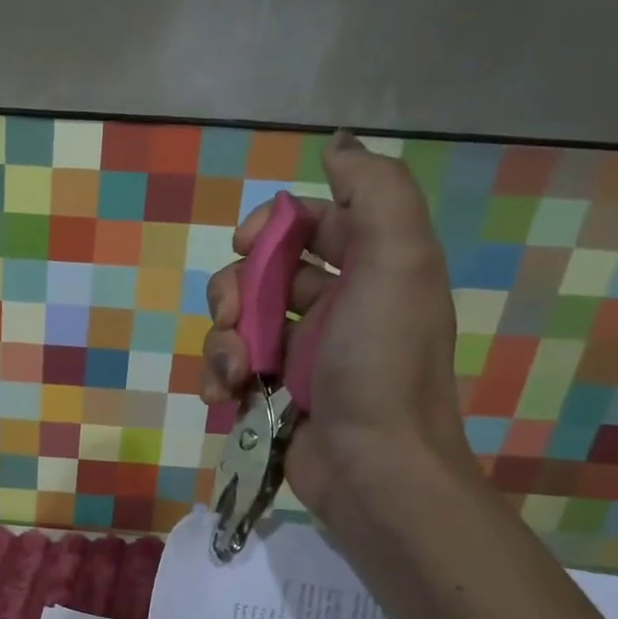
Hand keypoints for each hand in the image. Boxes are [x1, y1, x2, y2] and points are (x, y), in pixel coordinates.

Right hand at [201, 131, 472, 517]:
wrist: (373, 471)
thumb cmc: (380, 363)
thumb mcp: (399, 262)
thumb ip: (375, 193)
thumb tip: (339, 147)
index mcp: (370, 270)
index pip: (311, 223)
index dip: (274, 224)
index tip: (248, 243)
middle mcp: (337, 307)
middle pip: (264, 273)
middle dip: (235, 289)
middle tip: (233, 317)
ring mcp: (302, 355)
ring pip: (238, 324)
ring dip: (222, 341)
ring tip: (235, 373)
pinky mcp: (274, 396)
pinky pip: (231, 370)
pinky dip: (218, 377)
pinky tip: (222, 396)